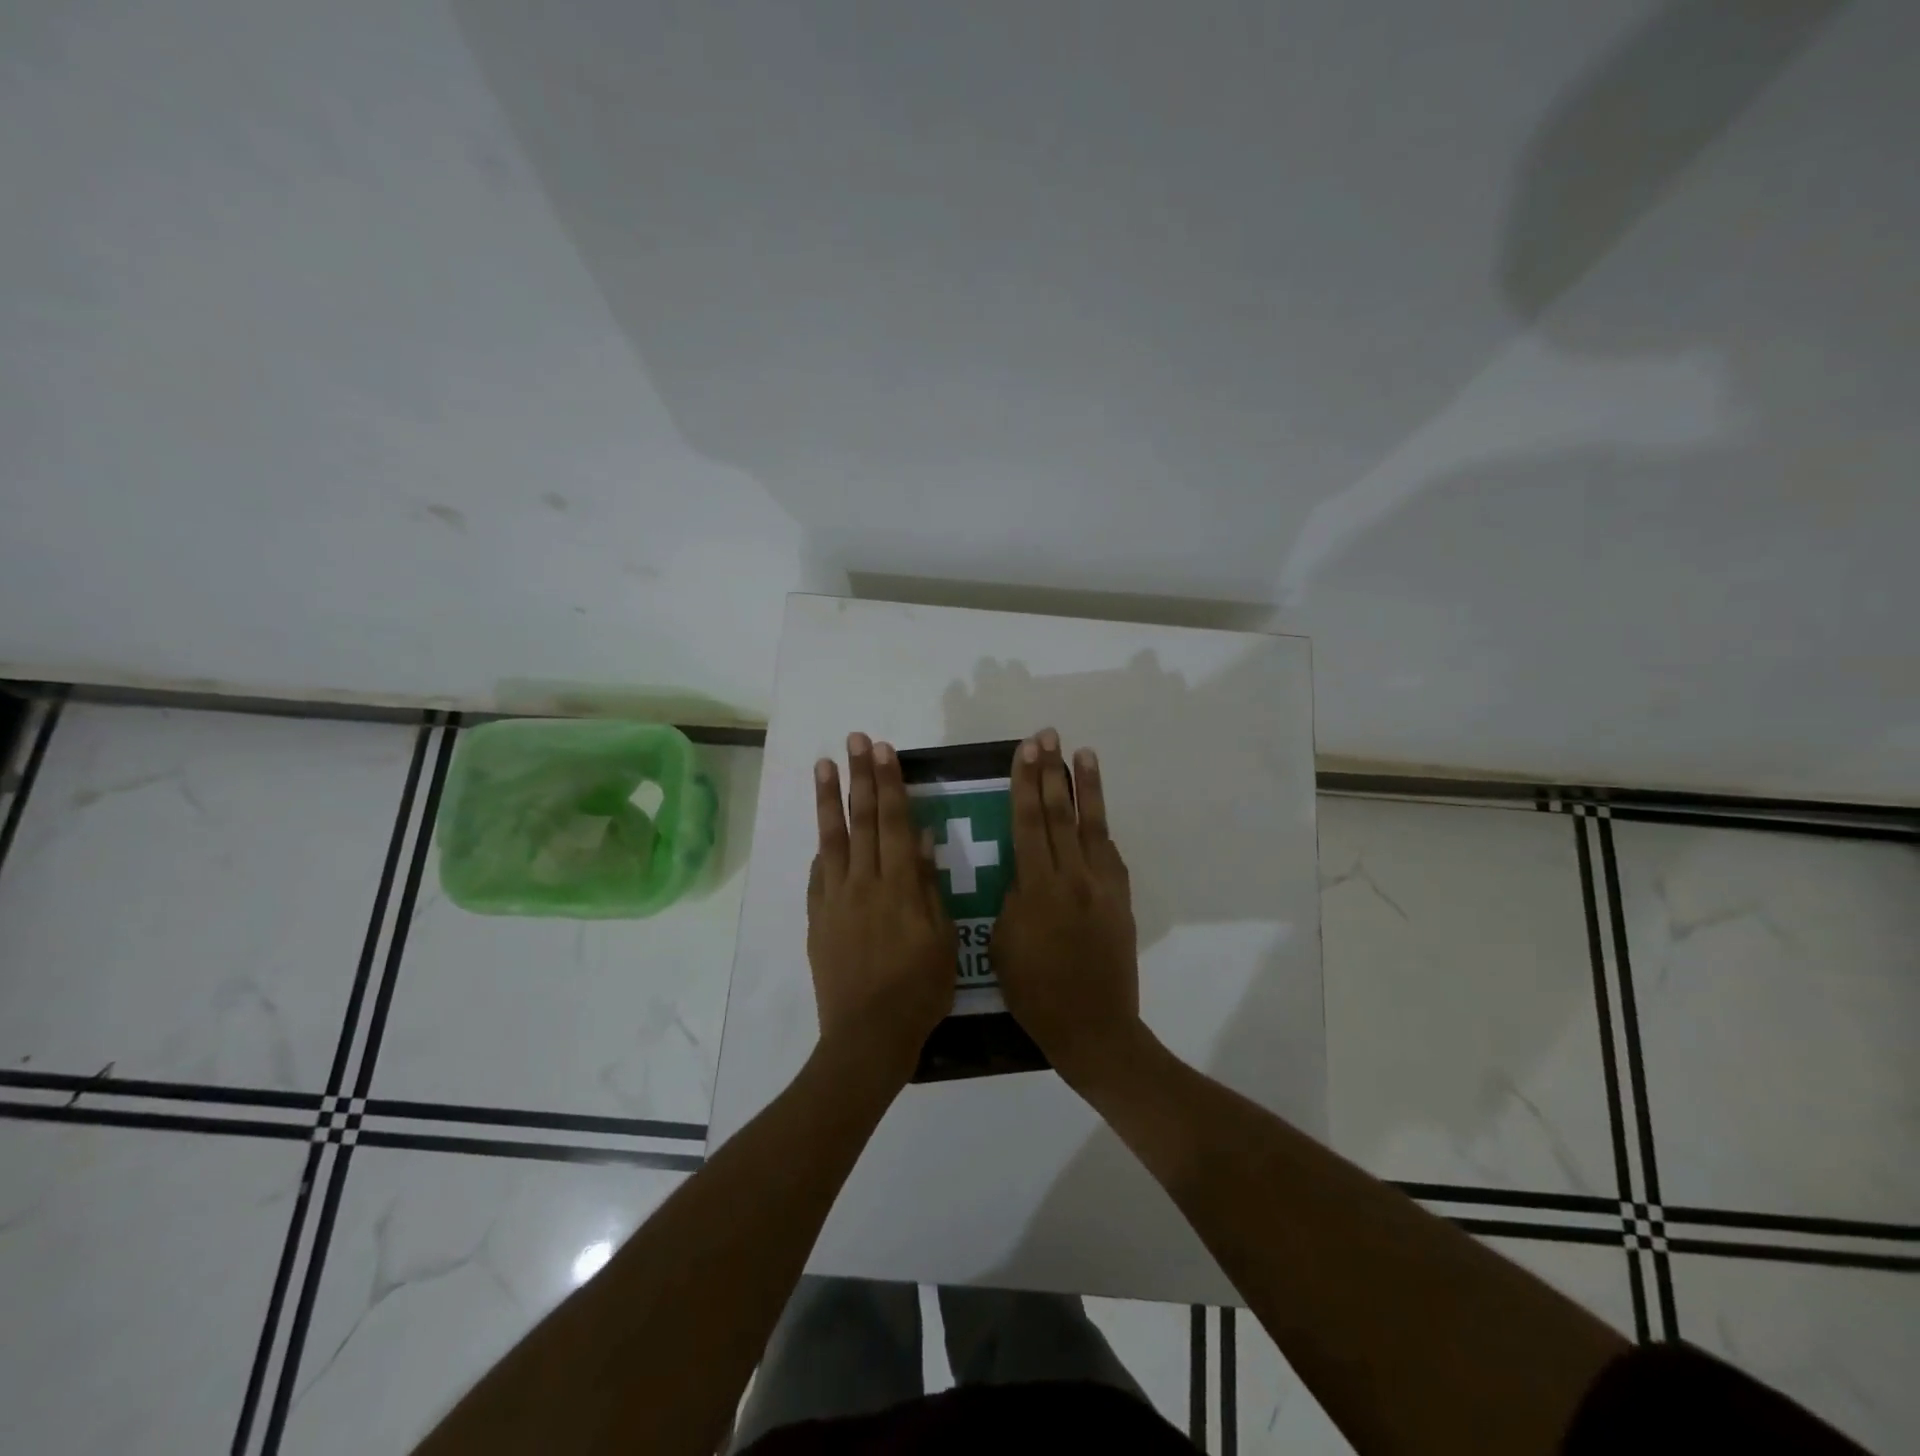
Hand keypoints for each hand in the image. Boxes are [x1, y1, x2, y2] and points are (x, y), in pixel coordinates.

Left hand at [807, 732, 955, 1085]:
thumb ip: (928, 886)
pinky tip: (821, 834)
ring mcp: (835, 900)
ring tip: (823, 765)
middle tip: (854, 740)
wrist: (867, 1036)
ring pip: (832, 840)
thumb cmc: (919, 991)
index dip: (888, 783)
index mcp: (898, 886)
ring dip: (828, 800)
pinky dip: (821, 850)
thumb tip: (919, 839)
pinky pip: (818, 876)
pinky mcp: (818, 920)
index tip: (882, 750)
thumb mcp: (942, 940)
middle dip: (859, 777)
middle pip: (861, 820)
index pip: (892, 822)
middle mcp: (863, 883)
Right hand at [994, 728, 1142, 1089]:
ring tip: (1083, 753)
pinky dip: (1101, 828)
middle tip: (1048, 736)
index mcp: (1037, 887)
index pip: (1028, 822)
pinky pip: (1110, 854)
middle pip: (1059, 813)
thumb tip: (1023, 874)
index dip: (1025, 782)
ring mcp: (1102, 886)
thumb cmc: (1035, 992)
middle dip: (1052, 771)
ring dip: (1086, 787)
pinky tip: (1096, 812)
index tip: (1025, 750)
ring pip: (1091, 825)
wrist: (1093, 1026)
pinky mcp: (1120, 900)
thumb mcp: (1003, 944)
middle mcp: (1072, 876)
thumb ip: (1014, 899)